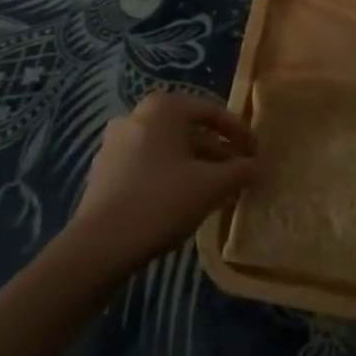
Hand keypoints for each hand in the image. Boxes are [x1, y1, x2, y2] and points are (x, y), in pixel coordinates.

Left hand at [67, 91, 253, 275]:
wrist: (98, 247)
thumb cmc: (160, 203)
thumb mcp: (211, 186)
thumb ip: (239, 171)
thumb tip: (253, 166)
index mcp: (163, 108)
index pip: (211, 111)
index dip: (239, 132)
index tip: (256, 153)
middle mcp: (137, 116)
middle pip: (189, 129)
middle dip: (218, 151)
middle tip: (239, 173)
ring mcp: (116, 143)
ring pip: (169, 149)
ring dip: (196, 165)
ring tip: (218, 191)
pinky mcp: (105, 171)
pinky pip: (149, 164)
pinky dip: (172, 175)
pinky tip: (186, 201)